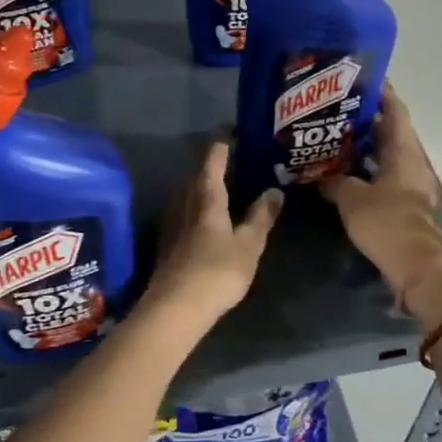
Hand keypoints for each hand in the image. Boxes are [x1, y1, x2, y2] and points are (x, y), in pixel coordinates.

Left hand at [143, 139, 282, 324]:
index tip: (232, 133)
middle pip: (196, 176)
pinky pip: (184, 214)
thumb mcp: (249, 245)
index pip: (212, 161)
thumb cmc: (217, 271)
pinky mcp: (167, 244)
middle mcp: (184, 203)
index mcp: (206, 197)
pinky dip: (196, 208)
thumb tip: (274, 191)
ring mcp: (172, 224)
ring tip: (222, 187)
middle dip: (212, 165)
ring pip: (187, 195)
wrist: (175, 308)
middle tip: (232, 160)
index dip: (222, 145)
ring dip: (202, 187)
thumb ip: (261, 217)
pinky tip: (205, 219)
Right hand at [321, 87, 441, 311]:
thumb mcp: (350, 197)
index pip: (395, 110)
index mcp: (402, 151)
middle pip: (391, 131)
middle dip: (368, 119)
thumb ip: (334, 181)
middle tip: (339, 108)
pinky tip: (345, 171)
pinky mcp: (406, 202)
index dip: (382, 93)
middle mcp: (411, 161)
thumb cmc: (385, 221)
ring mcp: (411, 183)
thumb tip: (321, 175)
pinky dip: (368, 169)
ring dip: (367, 146)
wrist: (414, 264)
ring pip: (388, 155)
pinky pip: (385, 175)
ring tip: (336, 137)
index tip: (363, 79)